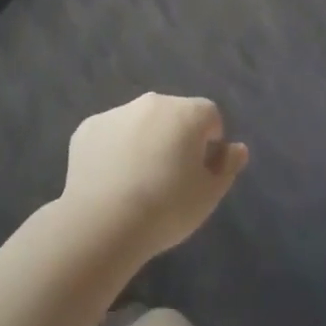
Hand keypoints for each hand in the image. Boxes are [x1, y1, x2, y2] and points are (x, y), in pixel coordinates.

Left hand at [59, 94, 248, 264]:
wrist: (102, 223)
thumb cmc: (166, 209)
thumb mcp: (209, 195)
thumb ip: (227, 166)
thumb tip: (236, 148)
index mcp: (186, 112)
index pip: (210, 116)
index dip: (209, 144)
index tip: (198, 174)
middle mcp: (152, 102)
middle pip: (173, 114)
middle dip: (175, 138)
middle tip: (168, 179)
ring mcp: (117, 112)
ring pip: (140, 122)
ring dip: (144, 141)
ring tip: (136, 184)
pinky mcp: (88, 127)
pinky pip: (110, 134)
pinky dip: (113, 150)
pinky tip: (109, 182)